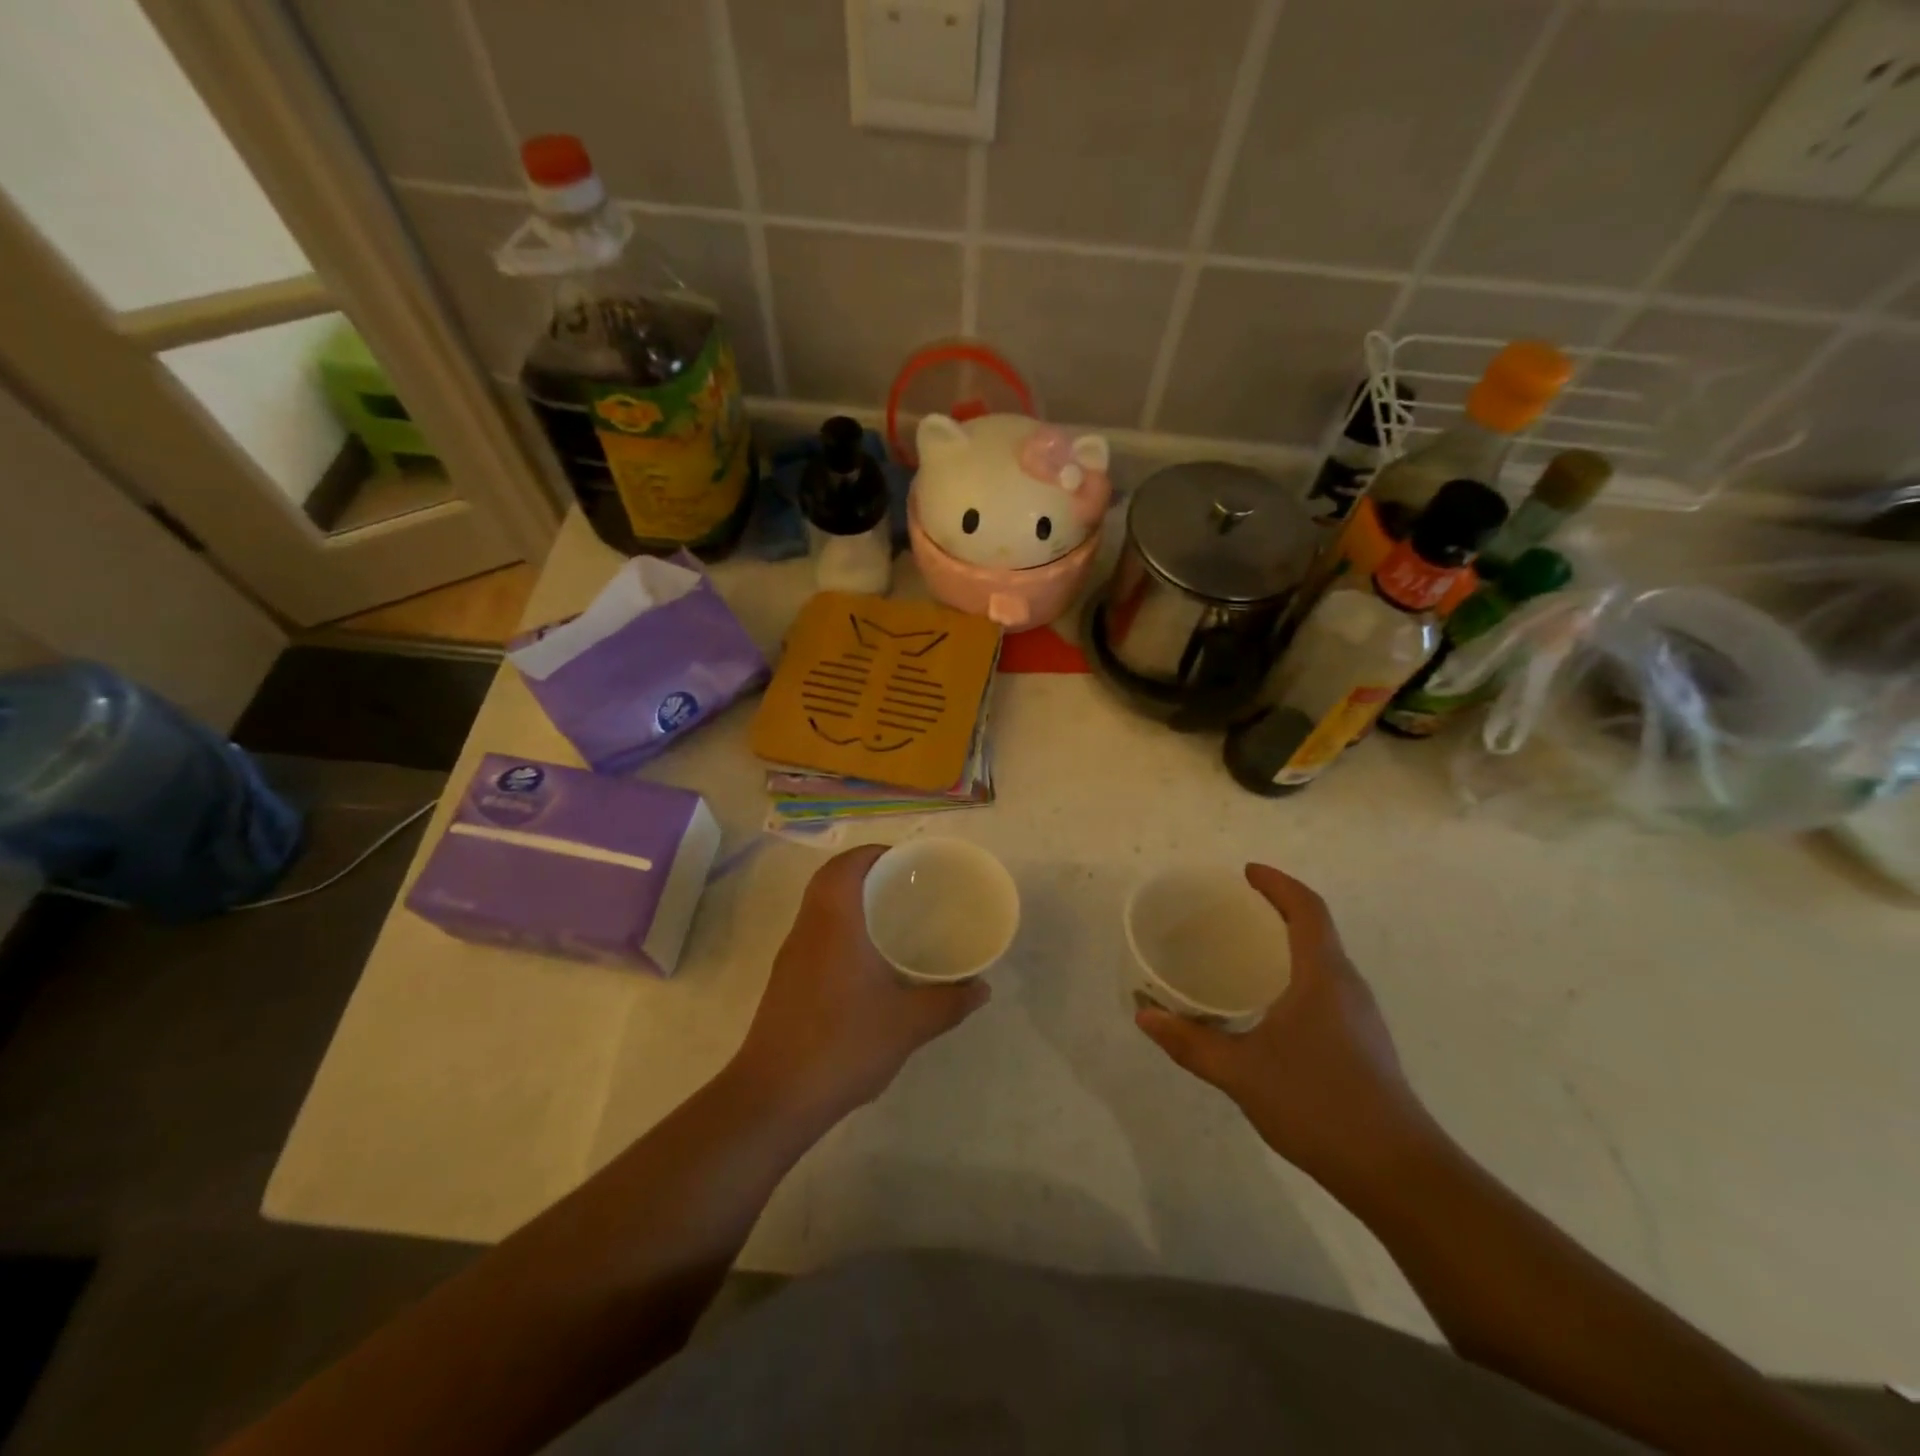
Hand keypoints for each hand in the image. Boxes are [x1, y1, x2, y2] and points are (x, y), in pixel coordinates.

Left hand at [730, 845, 989, 1128]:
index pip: (845, 865)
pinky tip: (869, 963)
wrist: (774, 1098)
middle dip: (866, 875)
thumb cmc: (843, 1044)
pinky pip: (816, 937)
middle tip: (906, 887)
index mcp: (834, 923)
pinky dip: (841, 932)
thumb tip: (982, 988)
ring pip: (820, 910)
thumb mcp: (909, 1024)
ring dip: (851, 904)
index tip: (906, 862)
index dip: (874, 853)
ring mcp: (792, 958)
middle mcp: (807, 930)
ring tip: (893, 919)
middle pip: (830, 882)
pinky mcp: (787, 983)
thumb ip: (949, 1002)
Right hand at [1135, 863, 1440, 1195]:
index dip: (1278, 883)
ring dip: (1289, 943)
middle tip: (1234, 908)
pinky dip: (1296, 974)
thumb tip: (1144, 1015)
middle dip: (1279, 909)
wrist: (1398, 1174)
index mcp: (1323, 976)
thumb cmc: (1318, 1105)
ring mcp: (1361, 1017)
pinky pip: (1326, 988)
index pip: (1307, 909)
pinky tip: (1269, 1005)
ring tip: (1245, 951)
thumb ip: (1190, 1042)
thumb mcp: (1241, 1072)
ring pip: (1323, 961)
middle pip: (1317, 929)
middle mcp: (1347, 986)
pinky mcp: (1363, 1044)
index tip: (1246, 872)